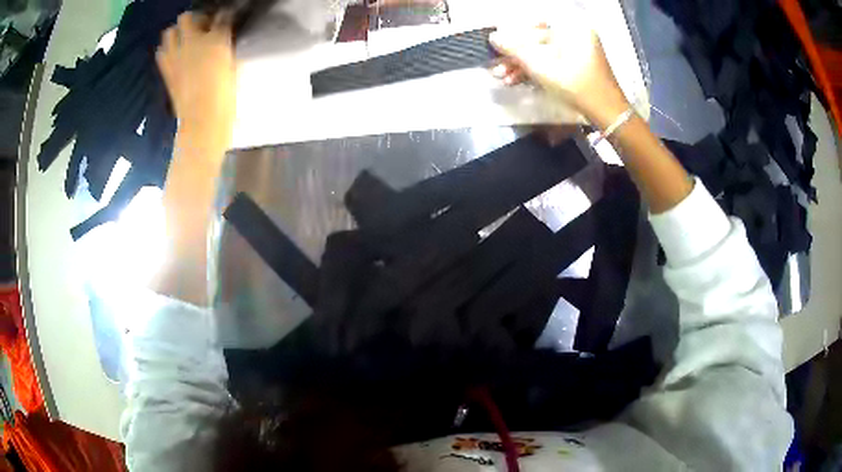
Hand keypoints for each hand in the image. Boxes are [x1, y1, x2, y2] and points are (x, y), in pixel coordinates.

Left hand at [156, 12, 236, 141]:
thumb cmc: (225, 94)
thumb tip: (222, 41)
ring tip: (185, 41)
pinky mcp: (165, 70)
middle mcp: (193, 41)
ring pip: (169, 32)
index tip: (225, 21)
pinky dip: (166, 50)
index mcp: (217, 38)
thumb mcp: (233, 66)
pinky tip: (174, 56)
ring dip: (177, 33)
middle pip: (187, 18)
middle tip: (202, 29)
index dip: (223, 16)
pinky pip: (161, 52)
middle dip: (194, 20)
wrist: (203, 120)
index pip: (222, 16)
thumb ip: (226, 48)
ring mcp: (175, 55)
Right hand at [489, 20, 628, 128]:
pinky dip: (536, 71)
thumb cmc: (577, 86)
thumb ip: (515, 50)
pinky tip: (517, 81)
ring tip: (503, 79)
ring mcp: (577, 51)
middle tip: (496, 68)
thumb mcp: (542, 68)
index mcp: (571, 29)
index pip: (533, 29)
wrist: (607, 114)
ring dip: (521, 67)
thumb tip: (493, 37)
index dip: (512, 39)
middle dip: (515, 57)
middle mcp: (575, 35)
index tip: (496, 49)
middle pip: (536, 43)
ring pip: (542, 55)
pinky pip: (552, 63)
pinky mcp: (577, 65)